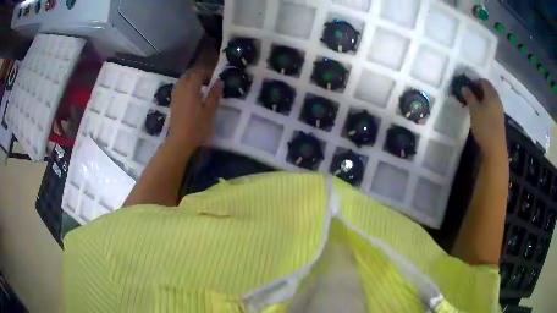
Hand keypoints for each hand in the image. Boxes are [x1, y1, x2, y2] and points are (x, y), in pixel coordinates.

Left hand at [167, 66, 222, 149]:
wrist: (179, 141)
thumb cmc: (197, 127)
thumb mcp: (210, 111)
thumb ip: (214, 94)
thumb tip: (219, 81)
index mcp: (191, 89)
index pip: (198, 72)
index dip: (206, 71)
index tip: (214, 74)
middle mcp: (181, 89)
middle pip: (188, 74)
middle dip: (197, 72)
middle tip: (207, 77)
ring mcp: (176, 96)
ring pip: (181, 80)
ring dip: (190, 78)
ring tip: (200, 84)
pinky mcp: (173, 103)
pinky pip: (178, 88)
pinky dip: (185, 85)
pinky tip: (191, 93)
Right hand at [462, 79, 506, 157]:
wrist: (495, 148)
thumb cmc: (484, 126)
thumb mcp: (474, 110)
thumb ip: (469, 97)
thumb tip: (464, 87)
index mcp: (492, 94)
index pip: (483, 81)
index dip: (475, 81)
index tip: (467, 86)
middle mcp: (497, 100)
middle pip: (488, 89)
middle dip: (478, 89)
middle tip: (469, 94)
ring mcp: (499, 110)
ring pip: (490, 99)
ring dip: (482, 99)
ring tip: (473, 104)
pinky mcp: (499, 120)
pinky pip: (492, 107)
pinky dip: (485, 106)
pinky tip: (480, 113)